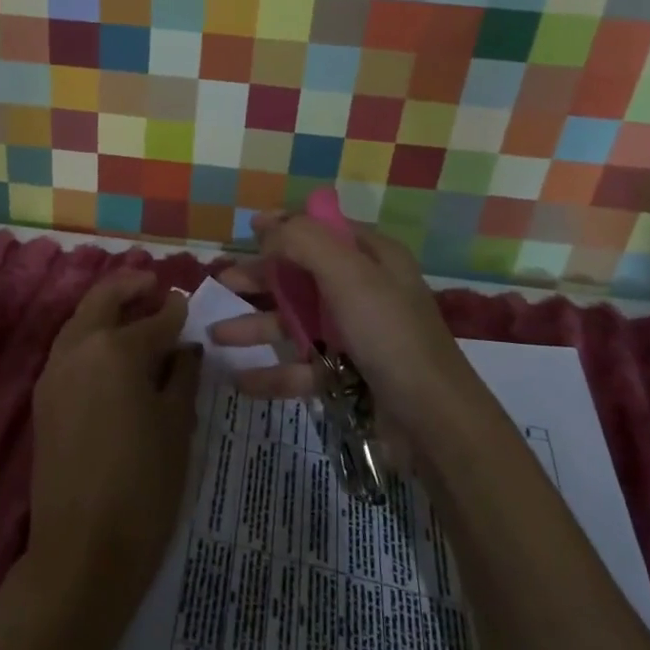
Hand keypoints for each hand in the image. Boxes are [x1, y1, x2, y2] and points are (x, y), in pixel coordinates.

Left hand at [25, 272, 198, 616]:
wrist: (82, 551)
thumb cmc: (144, 486)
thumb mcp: (177, 426)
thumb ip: (182, 375)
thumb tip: (185, 345)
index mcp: (117, 349)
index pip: (155, 319)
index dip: (176, 311)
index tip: (189, 302)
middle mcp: (79, 348)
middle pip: (103, 300)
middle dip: (129, 286)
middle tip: (153, 283)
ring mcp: (54, 372)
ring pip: (80, 321)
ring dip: (106, 308)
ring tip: (133, 313)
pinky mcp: (43, 398)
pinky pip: (69, 349)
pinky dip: (89, 336)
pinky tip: (111, 353)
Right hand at [210, 211, 473, 433]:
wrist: (433, 423)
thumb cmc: (389, 334)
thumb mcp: (348, 274)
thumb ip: (303, 242)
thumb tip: (267, 227)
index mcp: (373, 258)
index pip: (323, 229)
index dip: (286, 226)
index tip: (249, 229)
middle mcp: (365, 291)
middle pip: (302, 275)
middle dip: (261, 278)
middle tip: (222, 282)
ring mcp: (357, 335)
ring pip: (297, 323)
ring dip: (256, 326)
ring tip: (216, 335)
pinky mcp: (350, 376)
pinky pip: (303, 367)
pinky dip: (273, 372)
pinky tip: (240, 379)